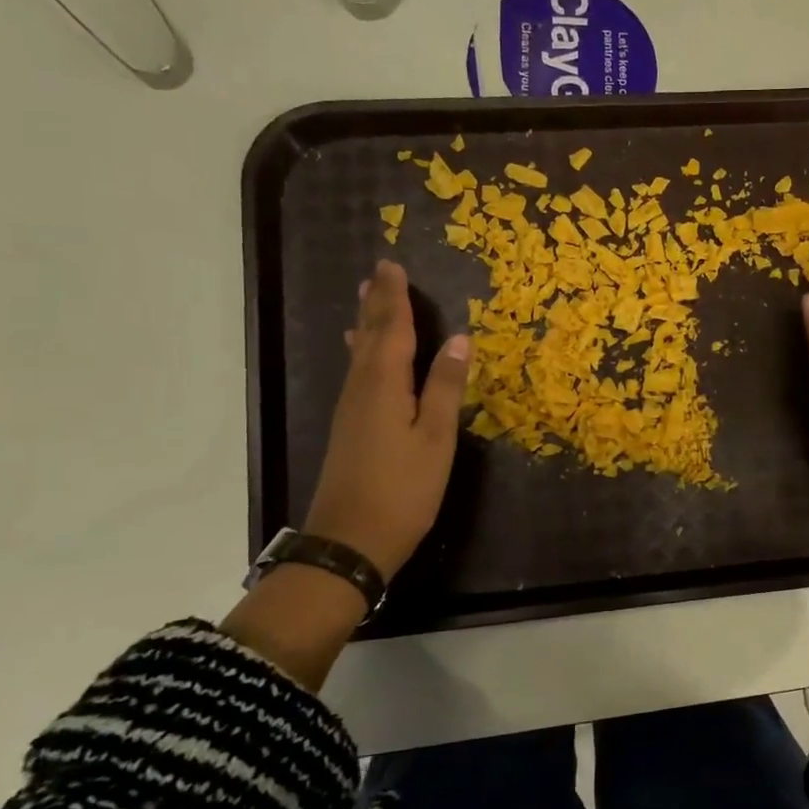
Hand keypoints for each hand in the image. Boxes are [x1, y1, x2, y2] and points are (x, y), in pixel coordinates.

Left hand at [304, 259, 471, 578]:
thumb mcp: (435, 439)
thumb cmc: (403, 489)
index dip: (396, 298)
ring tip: (367, 299)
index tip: (393, 266)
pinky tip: (359, 354)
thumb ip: (445, 387)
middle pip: (370, 336)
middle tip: (378, 272)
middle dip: (377, 303)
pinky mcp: (349, 428)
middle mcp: (362, 389)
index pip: (393, 329)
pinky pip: (357, 372)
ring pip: (359, 354)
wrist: (350, 541)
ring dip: (366, 323)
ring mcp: (351, 409)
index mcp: (385, 385)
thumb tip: (459, 339)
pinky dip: (362, 351)